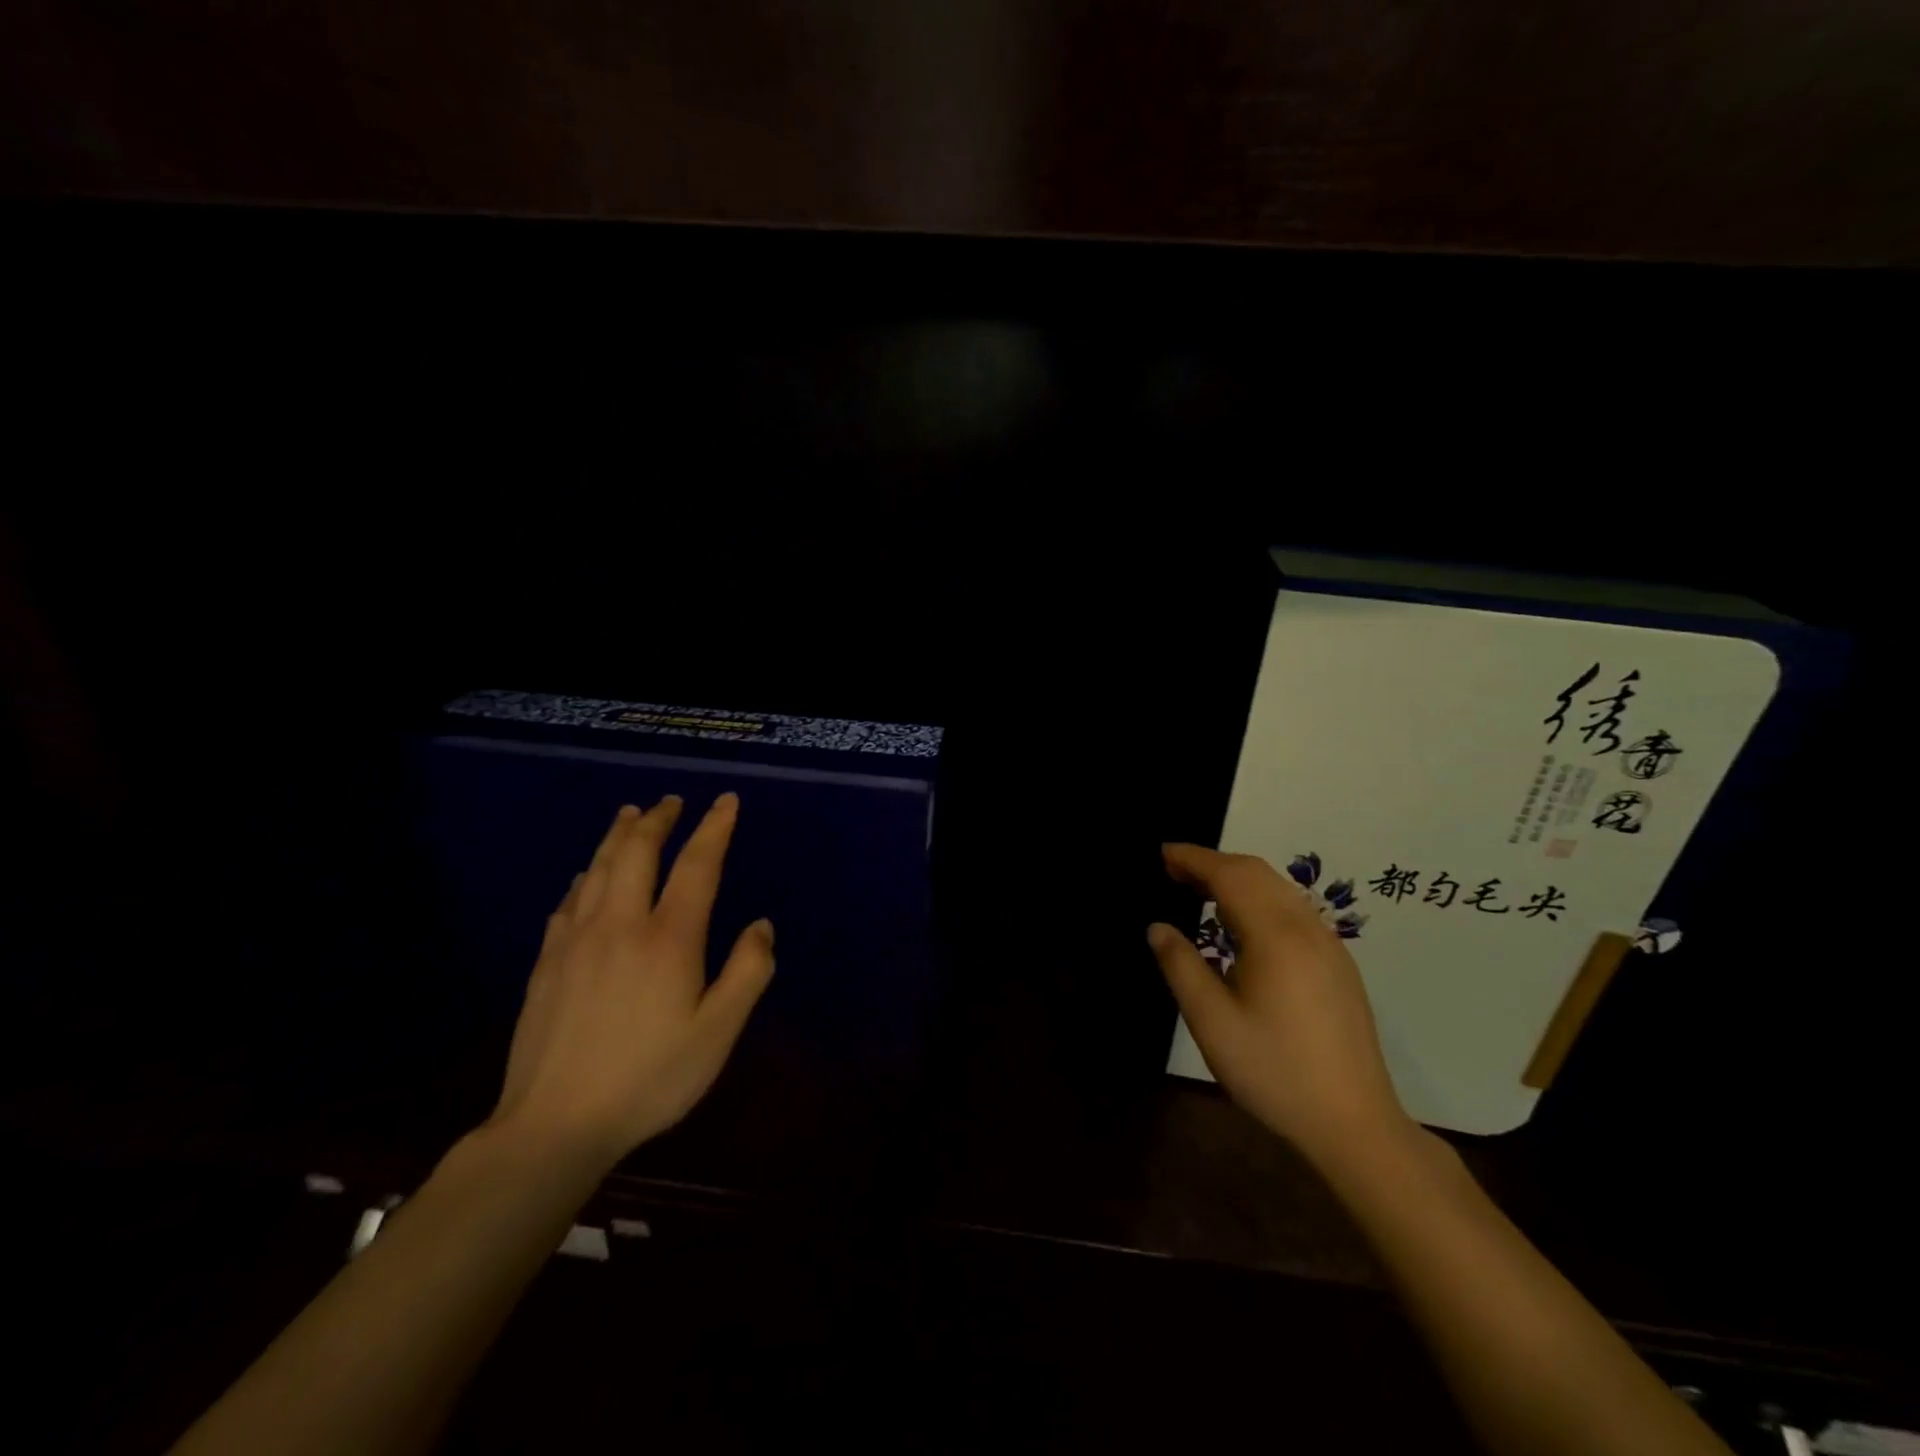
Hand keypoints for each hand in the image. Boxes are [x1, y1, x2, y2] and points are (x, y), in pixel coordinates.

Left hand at [486, 793, 775, 1170]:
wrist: (554, 1125)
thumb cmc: (649, 1078)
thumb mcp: (718, 1033)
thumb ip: (747, 973)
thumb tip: (762, 925)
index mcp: (669, 938)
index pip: (697, 864)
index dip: (714, 827)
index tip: (726, 801)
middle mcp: (621, 924)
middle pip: (638, 852)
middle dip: (658, 819)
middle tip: (672, 800)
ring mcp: (577, 940)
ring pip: (599, 868)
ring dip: (619, 835)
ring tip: (631, 814)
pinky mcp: (547, 962)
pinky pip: (569, 900)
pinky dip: (586, 875)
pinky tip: (587, 876)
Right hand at [1148, 843, 1416, 1168]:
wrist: (1354, 1124)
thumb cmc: (1274, 1071)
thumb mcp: (1212, 1022)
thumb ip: (1181, 966)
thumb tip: (1158, 927)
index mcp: (1275, 936)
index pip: (1229, 875)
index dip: (1193, 858)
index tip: (1161, 853)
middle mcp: (1306, 928)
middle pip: (1257, 872)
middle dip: (1214, 862)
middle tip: (1174, 870)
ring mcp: (1329, 945)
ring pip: (1279, 889)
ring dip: (1238, 878)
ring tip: (1201, 892)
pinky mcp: (1338, 965)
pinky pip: (1294, 909)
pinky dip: (1260, 898)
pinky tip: (1242, 925)